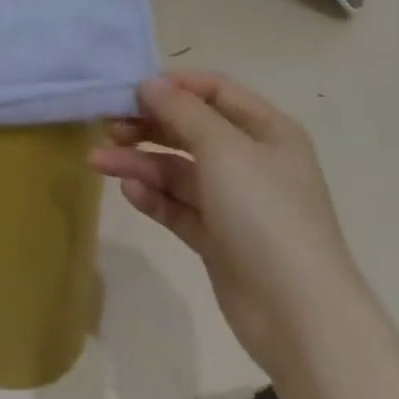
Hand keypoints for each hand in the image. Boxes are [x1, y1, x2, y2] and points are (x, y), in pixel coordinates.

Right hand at [91, 73, 373, 384]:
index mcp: (266, 131)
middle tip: (107, 125)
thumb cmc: (265, 214)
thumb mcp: (223, 149)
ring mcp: (234, 202)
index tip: (130, 89)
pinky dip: (153, 196)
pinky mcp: (217, 238)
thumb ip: (182, 110)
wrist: (299, 315)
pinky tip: (128, 192)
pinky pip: (178, 206)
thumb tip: (149, 83)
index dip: (173, 85)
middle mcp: (251, 161)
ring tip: (99, 162)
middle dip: (147, 125)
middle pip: (190, 129)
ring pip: (177, 169)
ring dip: (139, 162)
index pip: (214, 90)